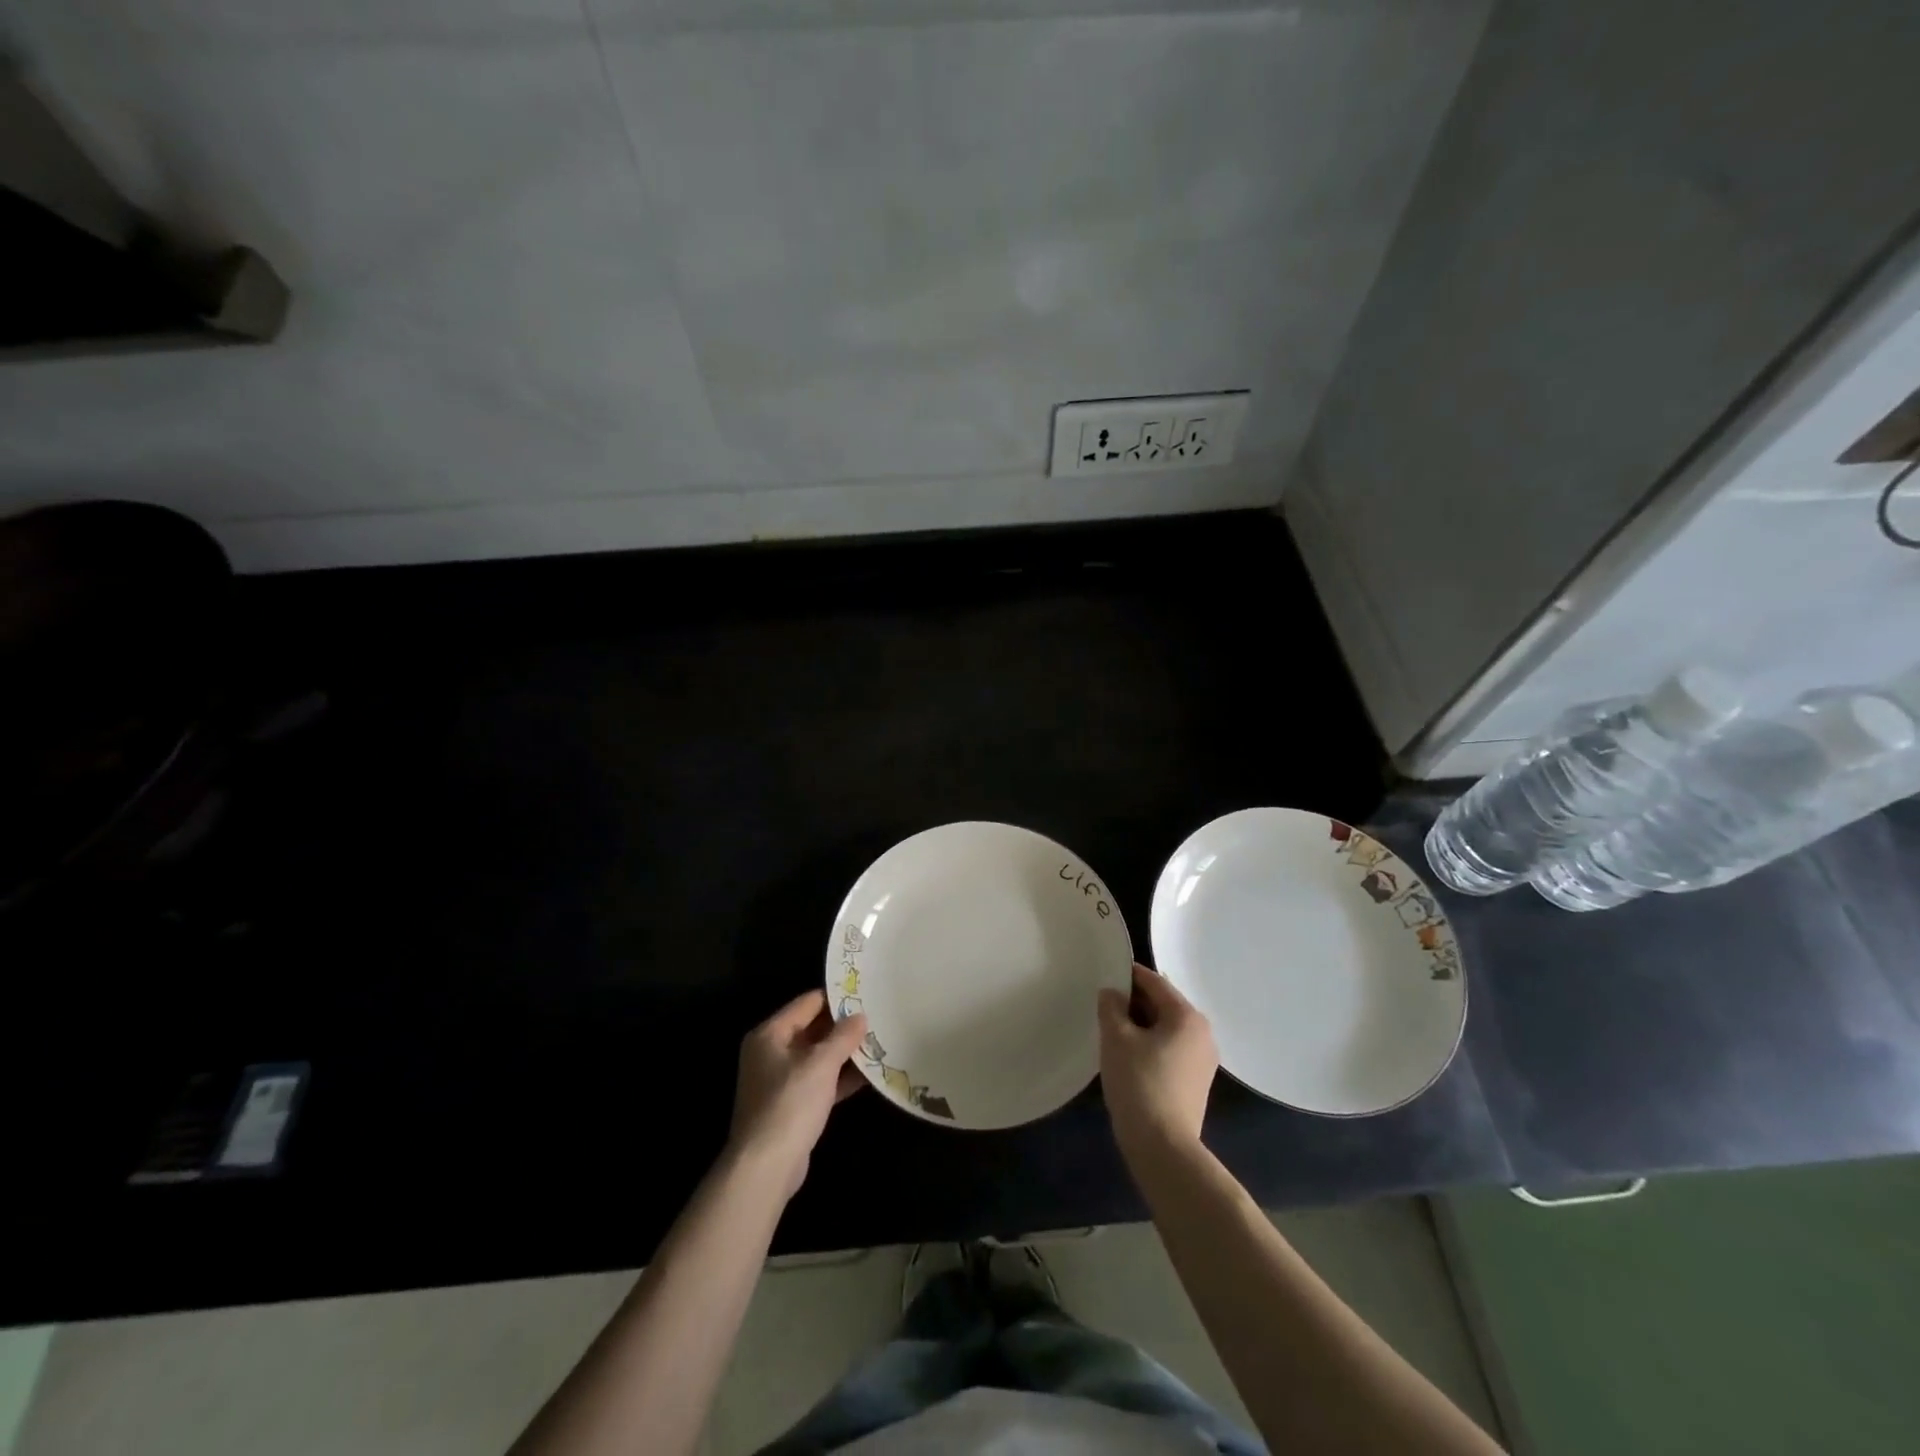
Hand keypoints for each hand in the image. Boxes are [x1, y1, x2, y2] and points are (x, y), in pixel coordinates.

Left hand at [727, 989, 868, 1201]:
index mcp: (770, 1034)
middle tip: (878, 1018)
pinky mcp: (792, 1106)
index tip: (866, 995)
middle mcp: (771, 1052)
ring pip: (818, 1057)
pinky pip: (820, 1081)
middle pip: (813, 1029)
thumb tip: (860, 1016)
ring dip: (845, 1053)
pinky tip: (869, 1075)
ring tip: (879, 1043)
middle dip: (843, 1027)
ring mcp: (780, 1081)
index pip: (808, 1003)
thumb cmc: (790, 1104)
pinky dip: (840, 1078)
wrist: (765, 1168)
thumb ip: (843, 1037)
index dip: (837, 998)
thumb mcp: (821, 1064)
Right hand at [1098, 963, 1218, 1156]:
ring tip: (1113, 1032)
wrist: (1163, 1147)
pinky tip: (1129, 1057)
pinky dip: (1151, 1045)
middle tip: (1104, 1007)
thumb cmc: (1139, 1083)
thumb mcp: (1116, 1038)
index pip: (1155, 982)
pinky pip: (1171, 1050)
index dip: (1128, 975)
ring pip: (1167, 1029)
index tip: (1105, 975)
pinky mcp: (1196, 1082)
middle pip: (1164, 1004)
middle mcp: (1202, 1033)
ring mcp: (1203, 1060)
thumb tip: (1113, 994)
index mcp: (1187, 1016)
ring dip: (1141, 1026)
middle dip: (1134, 1003)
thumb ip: (1111, 1007)